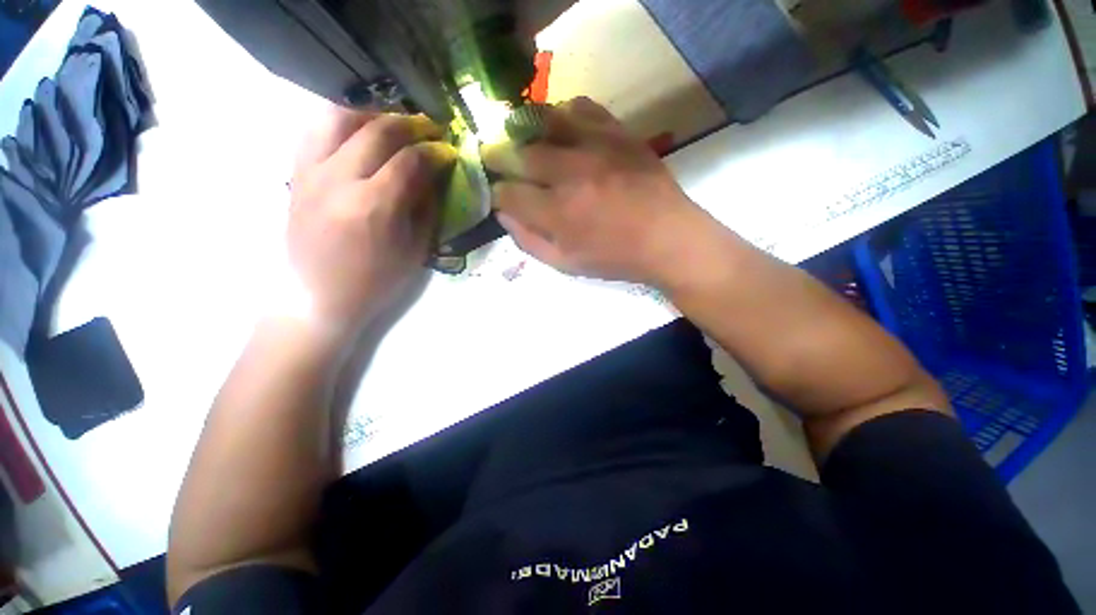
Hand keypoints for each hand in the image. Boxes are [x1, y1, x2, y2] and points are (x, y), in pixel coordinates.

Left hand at [288, 108, 456, 336]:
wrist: (313, 299)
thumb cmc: (368, 284)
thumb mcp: (412, 252)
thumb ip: (427, 202)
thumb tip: (436, 165)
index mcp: (371, 206)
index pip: (411, 157)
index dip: (435, 149)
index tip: (445, 151)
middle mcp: (338, 180)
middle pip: (379, 128)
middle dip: (410, 124)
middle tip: (424, 132)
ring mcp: (312, 174)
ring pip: (339, 117)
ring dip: (369, 114)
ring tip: (384, 125)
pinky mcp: (297, 175)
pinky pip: (314, 132)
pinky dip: (335, 124)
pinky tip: (352, 134)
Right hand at [483, 97, 711, 286]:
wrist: (671, 237)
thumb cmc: (619, 256)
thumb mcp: (567, 264)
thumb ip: (528, 240)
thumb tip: (502, 213)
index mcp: (558, 212)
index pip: (507, 192)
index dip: (498, 192)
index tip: (501, 192)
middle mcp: (572, 174)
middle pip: (521, 153)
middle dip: (501, 155)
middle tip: (500, 157)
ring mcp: (596, 147)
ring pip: (547, 121)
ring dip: (528, 127)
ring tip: (525, 133)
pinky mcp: (617, 132)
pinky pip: (584, 107)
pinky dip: (567, 111)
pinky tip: (565, 124)